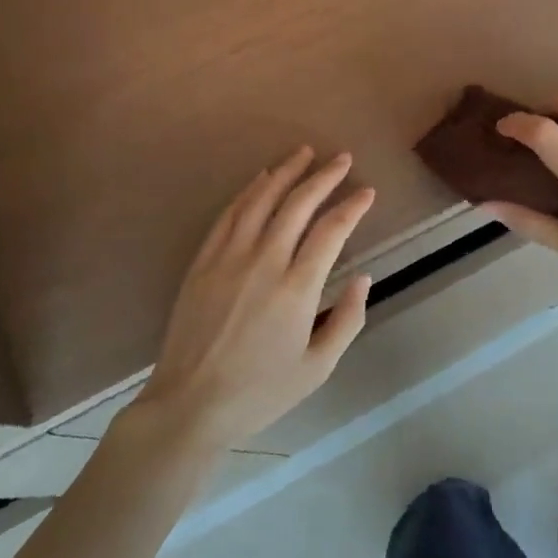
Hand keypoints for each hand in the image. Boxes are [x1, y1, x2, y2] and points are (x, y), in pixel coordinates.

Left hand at [139, 147, 374, 449]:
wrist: (191, 404)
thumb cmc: (261, 391)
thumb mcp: (318, 368)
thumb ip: (348, 319)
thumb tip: (363, 278)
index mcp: (297, 288)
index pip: (331, 230)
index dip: (352, 206)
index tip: (367, 191)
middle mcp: (264, 262)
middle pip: (298, 204)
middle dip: (324, 176)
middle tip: (342, 158)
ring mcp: (229, 258)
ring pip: (261, 200)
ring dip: (285, 172)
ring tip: (304, 153)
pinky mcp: (203, 262)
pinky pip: (229, 215)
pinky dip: (248, 191)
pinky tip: (261, 179)